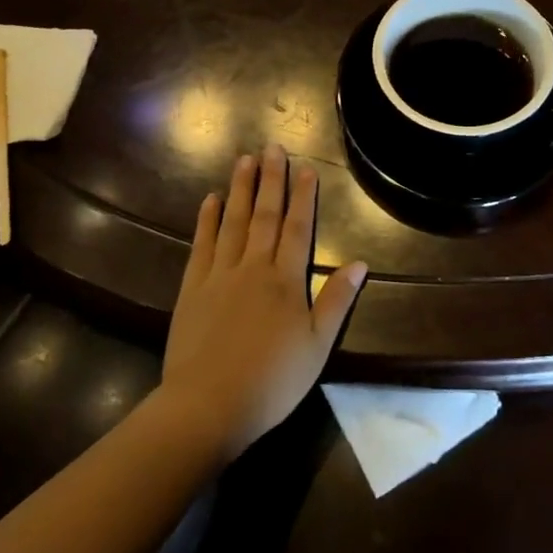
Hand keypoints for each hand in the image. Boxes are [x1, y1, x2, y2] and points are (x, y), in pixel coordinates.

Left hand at [160, 144, 366, 461]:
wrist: (208, 406)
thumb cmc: (272, 380)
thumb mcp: (318, 346)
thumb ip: (337, 300)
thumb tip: (360, 262)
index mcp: (286, 280)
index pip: (298, 228)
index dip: (303, 196)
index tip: (305, 167)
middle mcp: (253, 267)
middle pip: (265, 215)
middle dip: (271, 179)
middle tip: (272, 146)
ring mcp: (220, 275)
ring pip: (233, 222)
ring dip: (240, 189)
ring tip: (244, 159)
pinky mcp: (192, 288)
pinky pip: (201, 245)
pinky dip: (207, 220)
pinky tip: (211, 199)